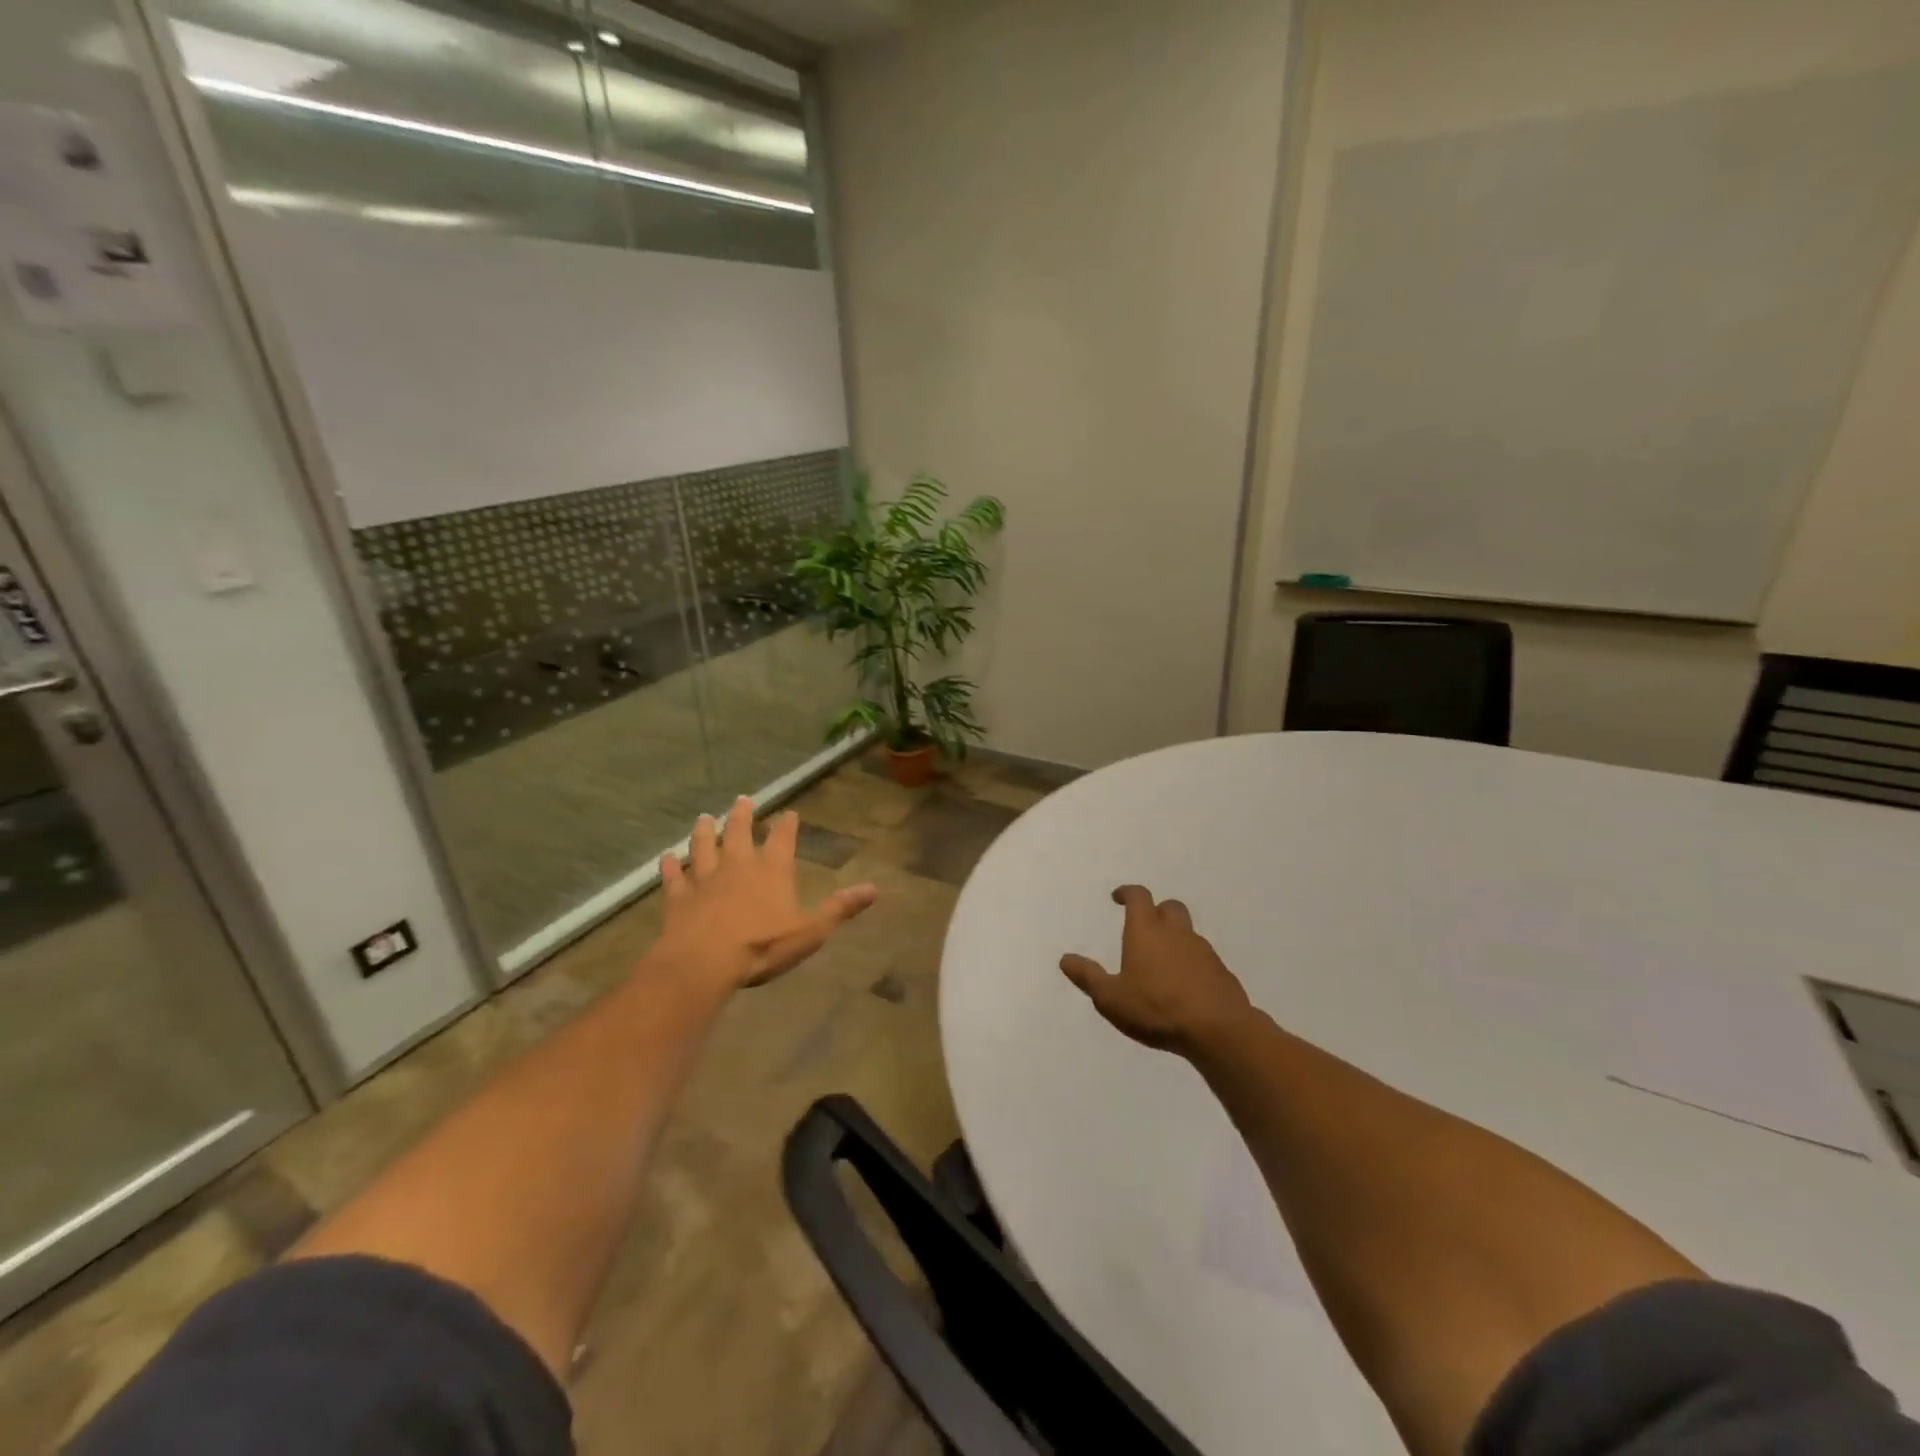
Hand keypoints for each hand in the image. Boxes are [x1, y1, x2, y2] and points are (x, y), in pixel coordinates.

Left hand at [653, 797, 877, 990]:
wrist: (703, 963)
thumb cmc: (762, 946)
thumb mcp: (811, 930)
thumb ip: (840, 908)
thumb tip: (874, 888)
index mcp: (772, 869)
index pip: (782, 838)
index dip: (787, 825)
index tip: (789, 813)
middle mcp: (738, 864)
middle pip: (738, 832)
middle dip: (742, 815)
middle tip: (742, 800)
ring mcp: (705, 879)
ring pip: (703, 847)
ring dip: (704, 832)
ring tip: (705, 818)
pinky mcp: (679, 897)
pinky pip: (673, 877)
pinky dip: (669, 866)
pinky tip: (665, 857)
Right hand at [1060, 885, 1250, 1054]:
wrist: (1217, 1029)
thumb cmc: (1156, 1008)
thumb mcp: (1111, 998)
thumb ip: (1088, 977)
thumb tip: (1065, 959)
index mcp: (1146, 931)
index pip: (1139, 897)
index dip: (1128, 893)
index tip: (1118, 897)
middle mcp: (1176, 933)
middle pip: (1169, 907)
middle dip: (1156, 910)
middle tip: (1144, 926)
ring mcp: (1202, 950)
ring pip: (1188, 932)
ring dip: (1175, 938)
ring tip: (1162, 962)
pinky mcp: (1221, 971)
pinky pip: (1202, 957)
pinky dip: (1191, 962)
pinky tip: (1184, 985)